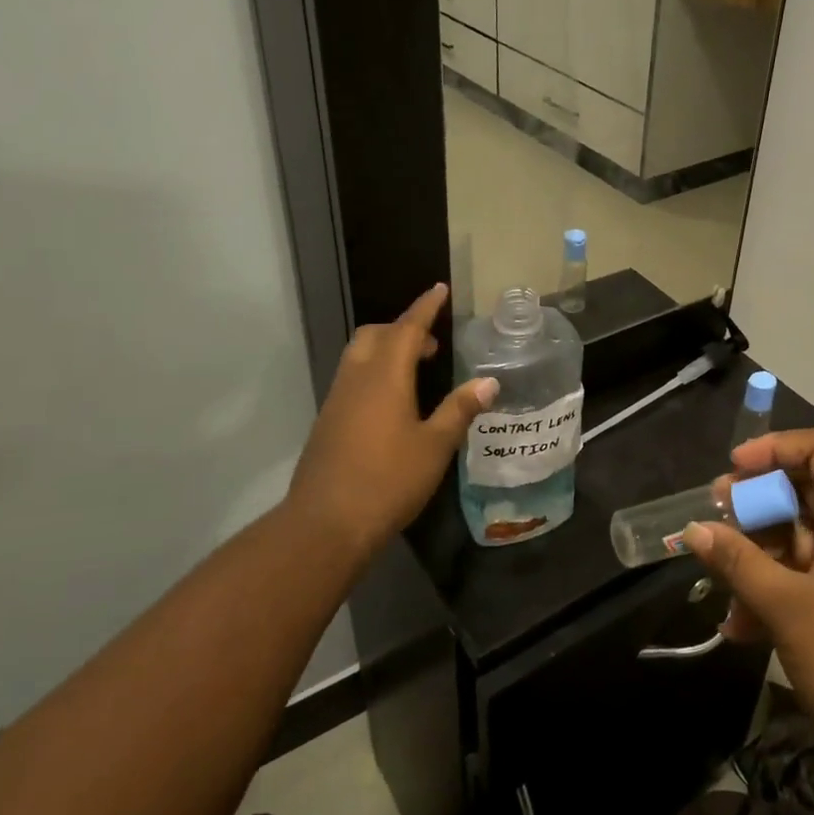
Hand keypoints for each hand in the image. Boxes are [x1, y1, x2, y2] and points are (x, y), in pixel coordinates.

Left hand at [282, 285, 495, 559]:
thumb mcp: (435, 446)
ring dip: (386, 351)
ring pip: (359, 356)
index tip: (439, 289)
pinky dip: (374, 374)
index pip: (407, 329)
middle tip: (432, 344)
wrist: (325, 524)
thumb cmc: (388, 481)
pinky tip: (393, 404)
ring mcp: (337, 401)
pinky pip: (352, 380)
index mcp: (385, 377)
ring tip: (416, 372)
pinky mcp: (327, 423)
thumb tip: (488, 382)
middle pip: (375, 335)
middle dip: (403, 329)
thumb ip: (460, 409)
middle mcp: (356, 380)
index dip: (425, 308)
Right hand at [686, 429, 813, 763]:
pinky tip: (740, 625)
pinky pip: (810, 576)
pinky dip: (777, 588)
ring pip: (802, 538)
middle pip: (807, 492)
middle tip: (715, 516)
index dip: (774, 449)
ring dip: (759, 554)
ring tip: (717, 575)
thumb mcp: (785, 605)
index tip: (733, 468)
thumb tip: (695, 529)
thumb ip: (737, 561)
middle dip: (756, 504)